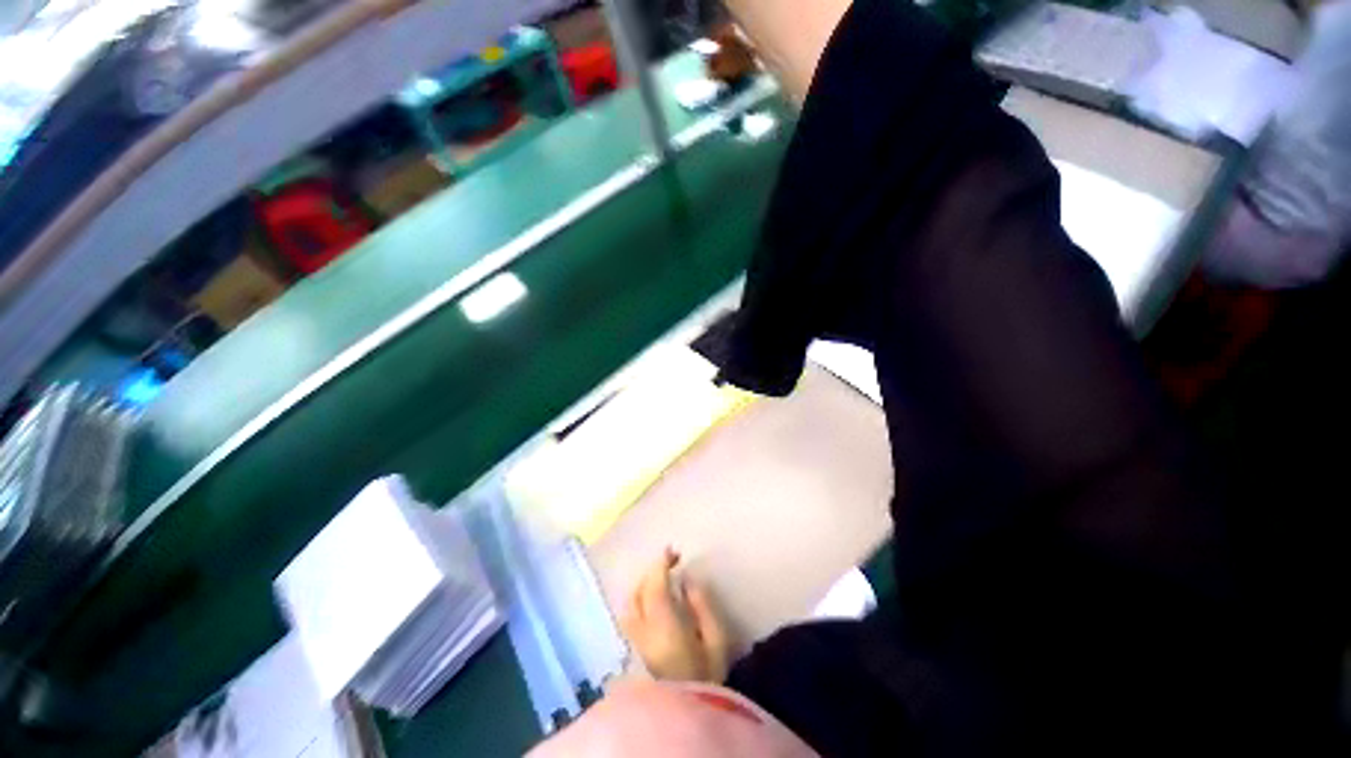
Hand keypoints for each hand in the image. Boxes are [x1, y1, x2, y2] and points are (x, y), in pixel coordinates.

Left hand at [619, 547, 731, 682]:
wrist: (688, 719)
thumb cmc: (709, 679)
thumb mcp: (717, 642)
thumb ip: (701, 606)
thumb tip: (686, 579)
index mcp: (664, 627)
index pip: (654, 586)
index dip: (660, 563)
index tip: (673, 552)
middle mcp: (642, 632)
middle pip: (637, 591)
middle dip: (651, 571)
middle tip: (670, 561)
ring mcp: (634, 643)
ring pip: (628, 604)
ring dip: (642, 584)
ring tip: (659, 577)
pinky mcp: (633, 652)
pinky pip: (628, 616)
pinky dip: (637, 599)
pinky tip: (650, 599)